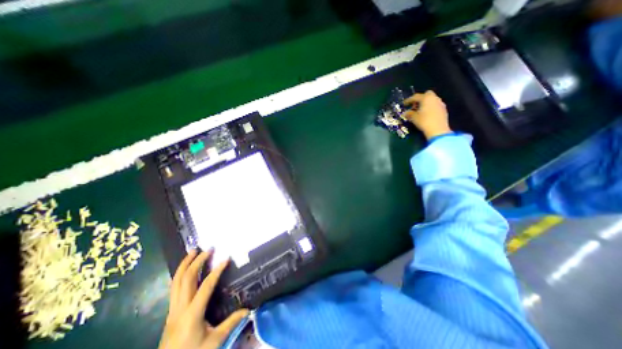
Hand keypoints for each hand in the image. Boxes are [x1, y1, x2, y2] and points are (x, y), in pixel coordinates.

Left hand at [158, 249, 248, 348]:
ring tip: (193, 252)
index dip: (216, 271)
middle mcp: (180, 308)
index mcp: (192, 313)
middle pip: (186, 279)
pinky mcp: (170, 312)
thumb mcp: (214, 341)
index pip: (206, 286)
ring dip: (184, 265)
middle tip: (208, 249)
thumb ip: (231, 323)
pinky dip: (180, 274)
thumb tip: (248, 310)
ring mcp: (172, 309)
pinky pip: (174, 288)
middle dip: (197, 261)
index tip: (226, 259)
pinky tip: (186, 269)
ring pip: (176, 282)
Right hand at [404, 91, 451, 139]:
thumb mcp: (414, 118)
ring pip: (431, 100)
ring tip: (420, 111)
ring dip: (425, 103)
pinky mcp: (443, 109)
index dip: (408, 100)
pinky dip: (430, 107)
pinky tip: (426, 114)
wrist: (438, 130)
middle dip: (420, 99)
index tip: (404, 104)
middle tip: (414, 106)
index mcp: (426, 98)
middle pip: (426, 95)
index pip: (415, 97)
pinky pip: (435, 105)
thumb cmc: (424, 121)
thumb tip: (405, 113)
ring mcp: (440, 103)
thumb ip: (409, 114)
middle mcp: (434, 98)